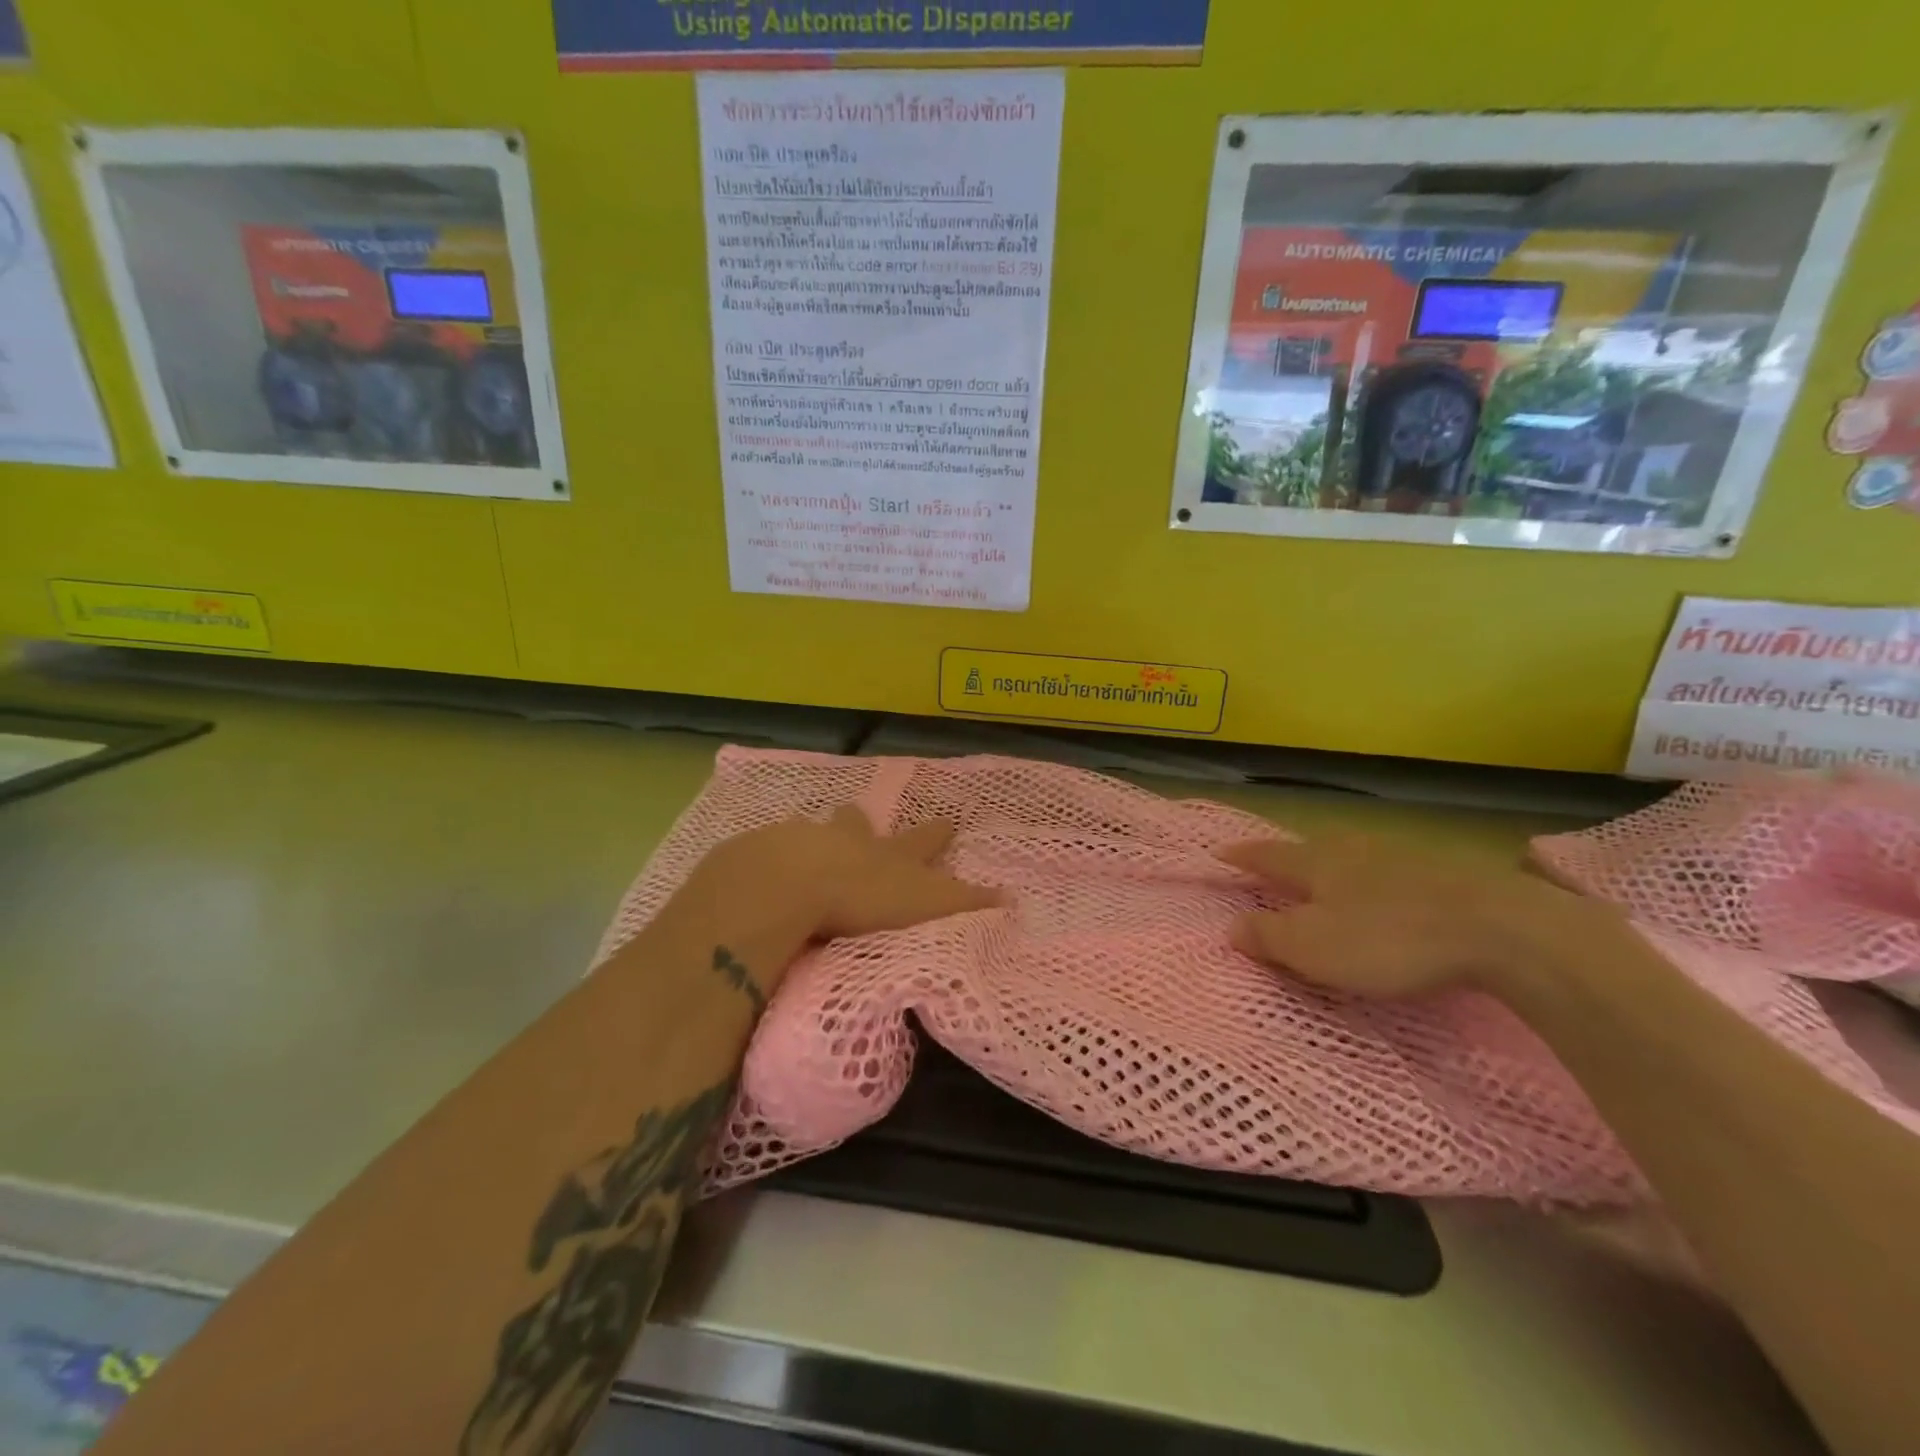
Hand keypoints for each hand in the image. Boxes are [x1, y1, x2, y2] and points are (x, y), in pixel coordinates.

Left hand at [698, 805, 998, 943]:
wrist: (789, 883)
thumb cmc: (864, 896)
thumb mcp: (925, 904)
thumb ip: (965, 902)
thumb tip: (1011, 896)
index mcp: (887, 854)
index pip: (922, 841)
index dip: (937, 834)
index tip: (949, 821)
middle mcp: (847, 840)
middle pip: (858, 825)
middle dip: (861, 824)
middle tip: (855, 819)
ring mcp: (801, 842)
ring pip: (811, 833)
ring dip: (814, 839)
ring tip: (805, 847)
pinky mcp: (759, 855)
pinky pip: (767, 853)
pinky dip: (770, 860)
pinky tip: (762, 872)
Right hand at [1218, 834, 1614, 1000]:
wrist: (1502, 929)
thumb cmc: (1390, 939)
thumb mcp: (1315, 948)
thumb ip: (1268, 937)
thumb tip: (1231, 926)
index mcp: (1317, 862)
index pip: (1267, 855)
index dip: (1242, 857)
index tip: (1218, 853)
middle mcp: (1353, 849)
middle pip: (1310, 848)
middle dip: (1288, 857)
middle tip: (1272, 867)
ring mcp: (1401, 856)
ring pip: (1352, 856)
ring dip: (1332, 866)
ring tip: (1325, 879)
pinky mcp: (1443, 873)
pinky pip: (1389, 871)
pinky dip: (1372, 881)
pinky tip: (1385, 894)